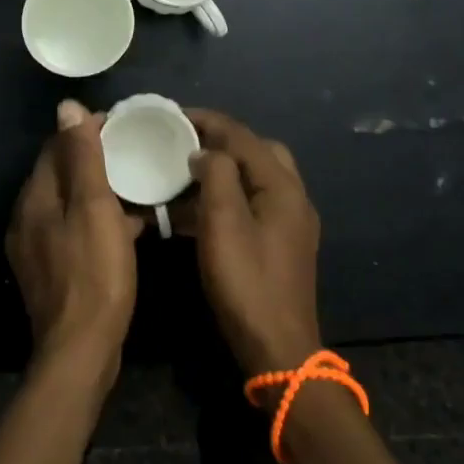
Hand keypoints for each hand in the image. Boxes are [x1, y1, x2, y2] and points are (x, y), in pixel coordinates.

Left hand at [6, 100, 144, 377]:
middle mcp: (27, 218)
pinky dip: (96, 220)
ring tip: (135, 185)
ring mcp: (35, 247)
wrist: (81, 349)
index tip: (122, 126)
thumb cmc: (94, 273)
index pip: (56, 147)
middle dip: (93, 159)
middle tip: (132, 152)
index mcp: (35, 198)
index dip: (86, 131)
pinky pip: (73, 230)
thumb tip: (66, 106)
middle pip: (60, 174)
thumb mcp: (94, 208)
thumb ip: (82, 157)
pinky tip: (127, 227)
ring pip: (69, 204)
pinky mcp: (50, 271)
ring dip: (98, 191)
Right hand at [185, 110, 322, 377]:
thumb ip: (217, 176)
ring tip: (182, 172)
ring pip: (254, 178)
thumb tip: (206, 152)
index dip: (207, 121)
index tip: (172, 115)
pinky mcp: (279, 244)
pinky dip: (225, 198)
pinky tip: (193, 212)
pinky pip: (251, 205)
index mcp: (282, 186)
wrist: (278, 348)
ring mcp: (288, 222)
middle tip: (183, 142)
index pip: (243, 136)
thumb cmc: (247, 283)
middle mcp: (292, 197)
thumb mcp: (224, 224)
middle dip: (220, 141)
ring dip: (221, 170)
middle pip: (257, 151)